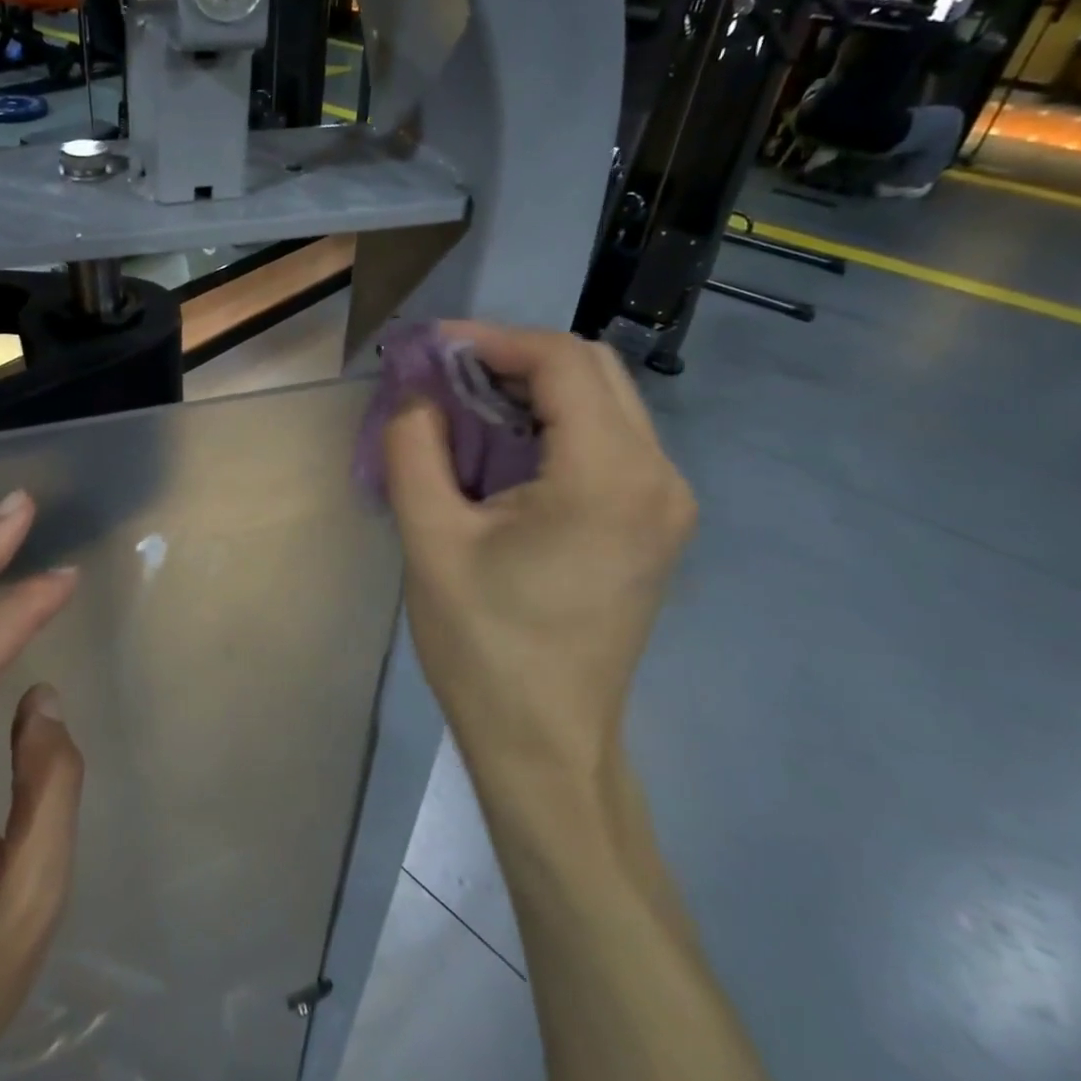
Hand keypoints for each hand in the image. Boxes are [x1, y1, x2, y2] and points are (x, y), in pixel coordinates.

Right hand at [384, 323, 694, 775]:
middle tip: (446, 373)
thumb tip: (415, 391)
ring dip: (535, 387)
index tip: (431, 347)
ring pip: (605, 399)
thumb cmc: (484, 645)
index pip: (561, 361)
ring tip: (467, 403)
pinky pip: (610, 437)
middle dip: (513, 356)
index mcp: (608, 477)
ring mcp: (666, 500)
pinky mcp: (656, 521)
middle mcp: (657, 476)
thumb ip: (414, 447)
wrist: (547, 742)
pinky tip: (506, 445)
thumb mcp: (430, 539)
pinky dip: (555, 421)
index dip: (492, 338)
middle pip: (592, 369)